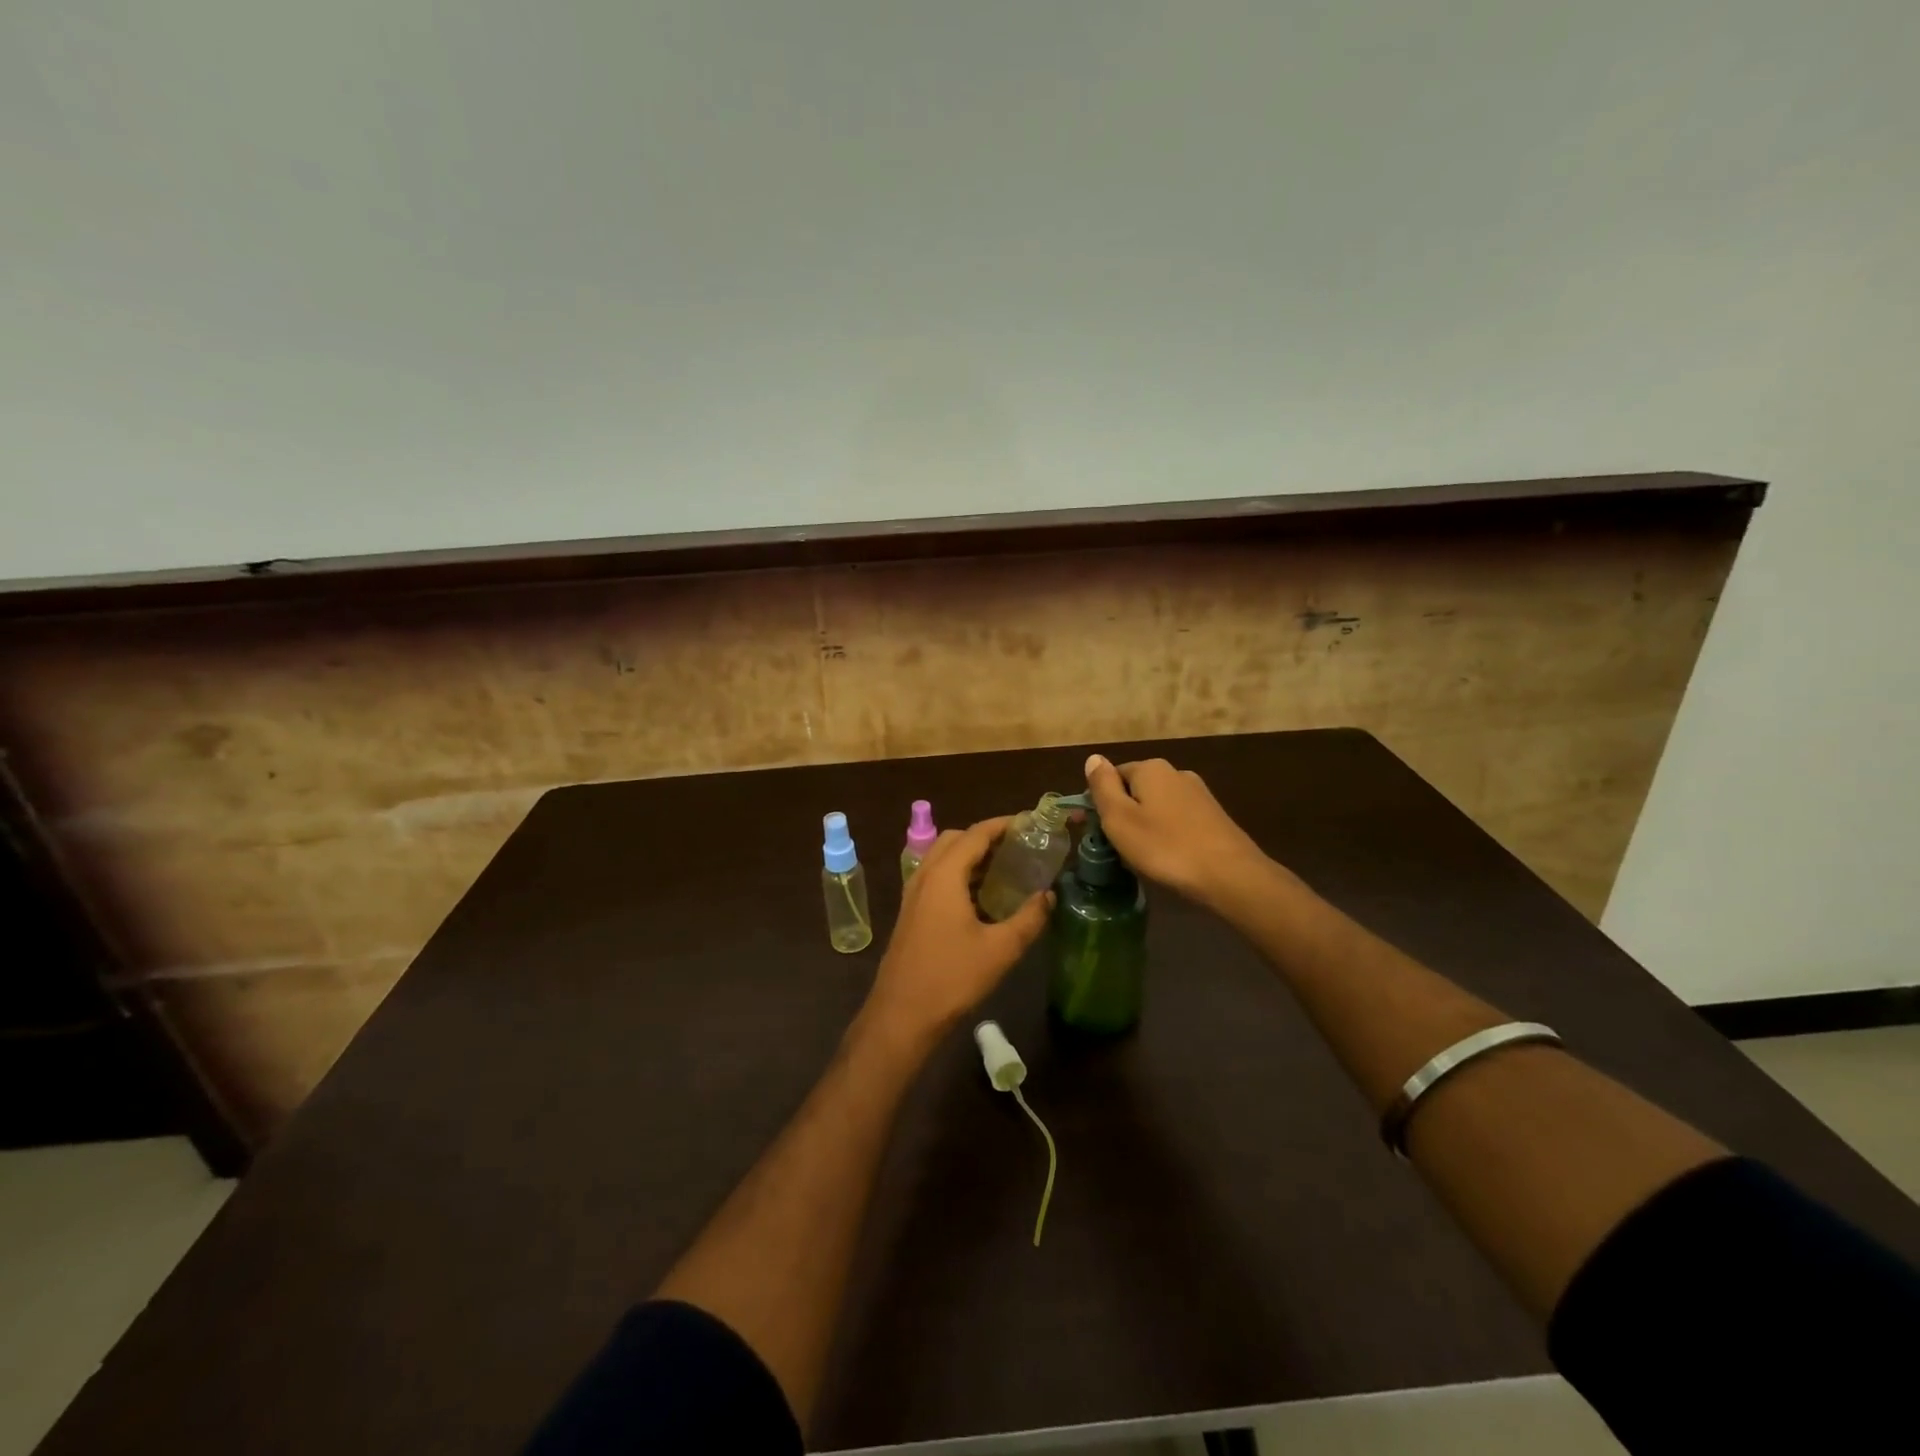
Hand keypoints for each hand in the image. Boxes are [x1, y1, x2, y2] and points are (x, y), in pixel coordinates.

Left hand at [862, 816, 1052, 1044]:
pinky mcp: (911, 912)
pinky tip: (982, 899)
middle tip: (1019, 848)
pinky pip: (937, 878)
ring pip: (943, 858)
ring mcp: (913, 894)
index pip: (976, 833)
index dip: (1004, 824)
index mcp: (944, 875)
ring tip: (1007, 870)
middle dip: (987, 837)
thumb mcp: (1001, 949)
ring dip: (972, 856)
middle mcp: (925, 875)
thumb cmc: (952, 978)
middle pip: (956, 839)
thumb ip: (1030, 918)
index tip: (1031, 823)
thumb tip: (1048, 895)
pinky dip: (960, 874)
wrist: (902, 1015)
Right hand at [1083, 754, 1271, 910]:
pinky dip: (1165, 834)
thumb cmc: (1165, 847)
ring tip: (1137, 856)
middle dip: (1120, 813)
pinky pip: (1176, 820)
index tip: (1087, 828)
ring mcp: (1198, 794)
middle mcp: (1176, 773)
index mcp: (1150, 768)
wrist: (1230, 876)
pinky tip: (1165, 857)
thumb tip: (1093, 758)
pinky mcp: (1213, 817)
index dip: (1096, 801)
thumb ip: (1103, 786)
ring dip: (1142, 825)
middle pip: (1135, 790)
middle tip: (1111, 847)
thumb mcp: (1120, 818)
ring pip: (1156, 806)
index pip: (1112, 775)